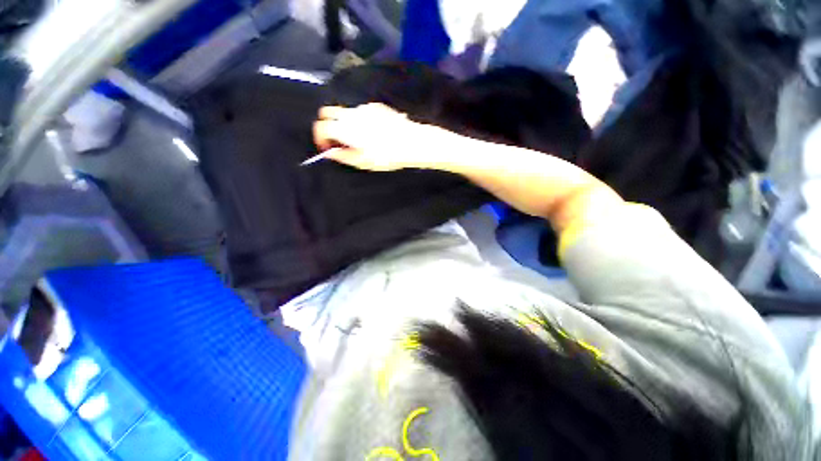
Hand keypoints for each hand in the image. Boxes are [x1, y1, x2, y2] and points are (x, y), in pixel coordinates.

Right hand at [312, 103, 438, 170]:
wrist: (411, 142)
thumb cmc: (386, 156)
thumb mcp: (363, 162)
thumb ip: (343, 156)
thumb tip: (330, 152)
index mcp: (345, 128)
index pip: (321, 126)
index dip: (320, 138)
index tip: (327, 148)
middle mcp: (351, 113)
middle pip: (327, 112)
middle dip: (327, 125)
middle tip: (338, 141)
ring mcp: (364, 107)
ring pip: (345, 111)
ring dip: (343, 123)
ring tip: (358, 138)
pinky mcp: (376, 106)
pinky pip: (360, 111)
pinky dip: (358, 119)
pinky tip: (372, 131)